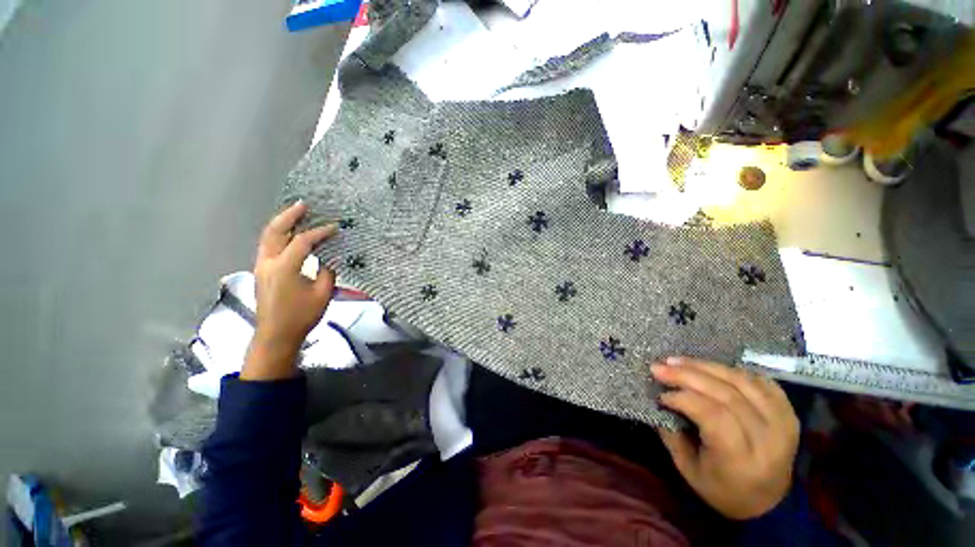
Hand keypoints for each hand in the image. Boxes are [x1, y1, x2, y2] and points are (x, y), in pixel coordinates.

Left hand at [242, 201, 336, 380]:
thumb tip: (328, 259)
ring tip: (295, 214)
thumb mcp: (322, 294)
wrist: (276, 335)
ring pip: (268, 237)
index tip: (335, 228)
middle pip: (276, 231)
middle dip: (290, 216)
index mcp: (285, 267)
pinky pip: (268, 246)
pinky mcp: (261, 272)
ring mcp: (261, 266)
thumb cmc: (302, 316)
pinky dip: (278, 235)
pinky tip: (289, 234)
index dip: (320, 232)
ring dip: (282, 223)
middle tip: (303, 204)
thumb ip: (326, 272)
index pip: (303, 241)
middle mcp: (268, 262)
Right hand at [651, 357, 799, 519]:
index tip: (660, 394)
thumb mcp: (688, 469)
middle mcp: (768, 439)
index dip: (684, 398)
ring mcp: (783, 423)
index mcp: (741, 459)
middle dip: (687, 375)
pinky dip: (732, 371)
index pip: (714, 416)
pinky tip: (711, 368)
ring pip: (742, 382)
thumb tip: (658, 400)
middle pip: (726, 394)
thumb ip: (672, 434)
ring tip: (678, 361)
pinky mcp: (789, 414)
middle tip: (659, 366)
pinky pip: (761, 382)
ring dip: (705, 367)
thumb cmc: (721, 489)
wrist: (768, 503)